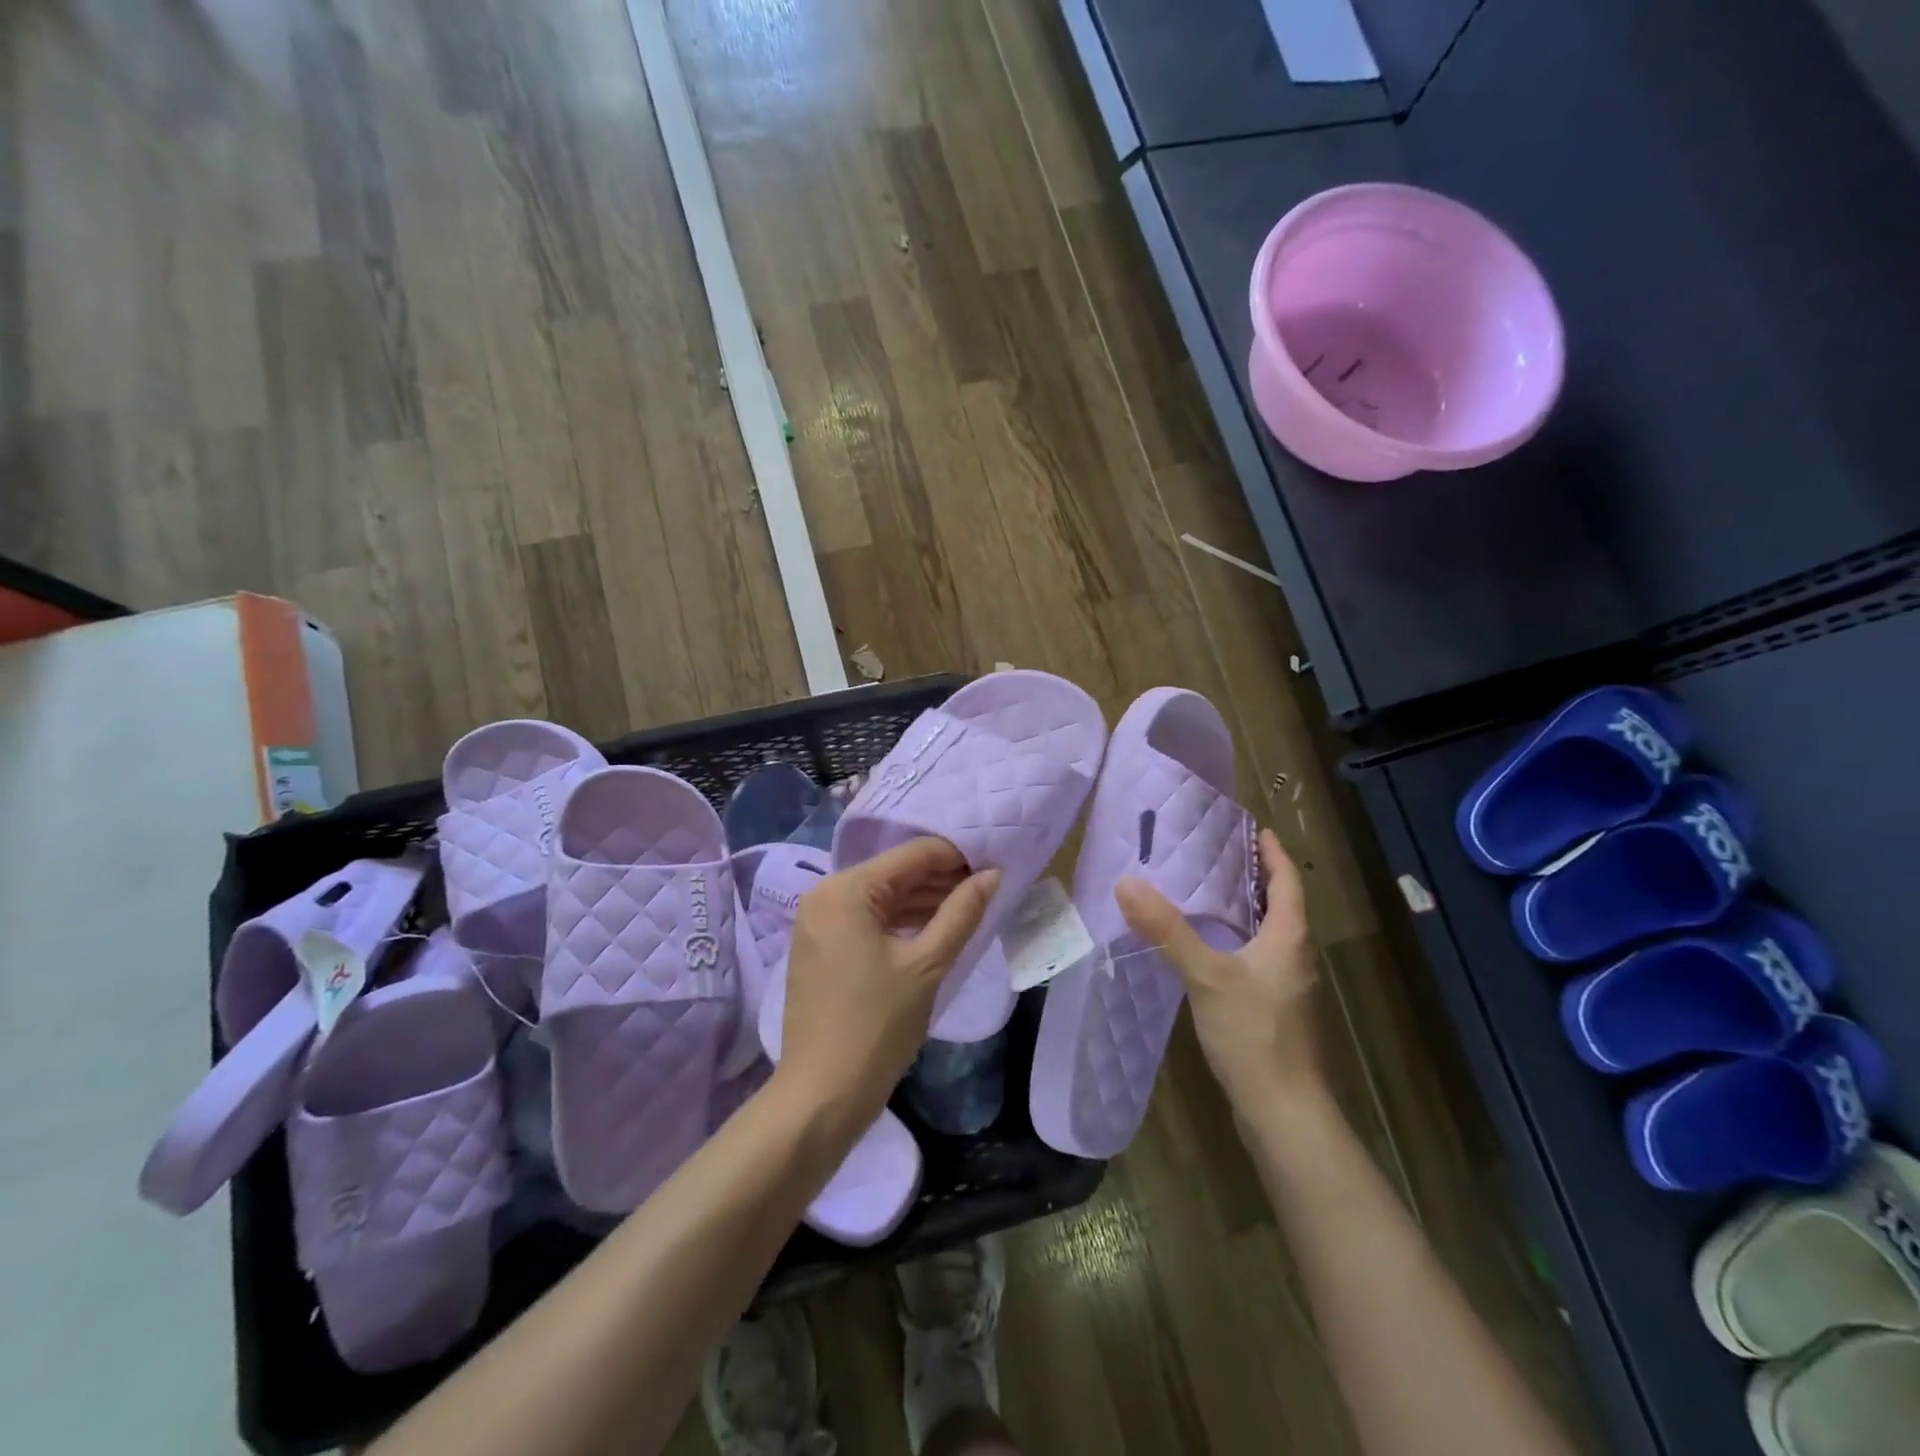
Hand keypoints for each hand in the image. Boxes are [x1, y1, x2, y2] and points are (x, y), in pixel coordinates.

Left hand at [778, 837, 1000, 1129]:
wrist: (821, 1096)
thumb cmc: (876, 1026)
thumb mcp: (927, 965)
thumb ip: (962, 912)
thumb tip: (993, 874)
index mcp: (846, 890)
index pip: (912, 855)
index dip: (957, 857)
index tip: (995, 867)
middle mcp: (826, 895)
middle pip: (896, 874)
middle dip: (942, 880)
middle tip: (988, 890)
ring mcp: (819, 922)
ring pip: (883, 898)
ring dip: (925, 901)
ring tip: (971, 908)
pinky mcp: (821, 947)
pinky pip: (868, 920)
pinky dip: (902, 922)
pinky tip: (936, 929)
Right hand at [1116, 829, 1324, 1113]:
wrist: (1283, 1111)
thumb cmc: (1254, 1034)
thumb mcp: (1206, 976)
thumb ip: (1167, 930)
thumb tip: (1127, 883)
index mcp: (1290, 938)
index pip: (1287, 881)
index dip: (1272, 853)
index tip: (1254, 828)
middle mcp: (1297, 957)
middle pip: (1281, 905)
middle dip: (1255, 877)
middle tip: (1217, 854)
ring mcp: (1289, 987)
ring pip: (1271, 934)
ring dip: (1247, 910)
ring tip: (1207, 893)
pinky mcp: (1276, 1011)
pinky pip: (1260, 959)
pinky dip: (1239, 941)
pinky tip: (1209, 950)